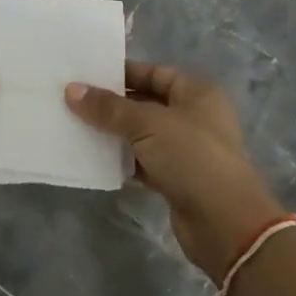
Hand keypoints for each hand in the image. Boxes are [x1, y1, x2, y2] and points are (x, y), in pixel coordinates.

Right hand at [66, 62, 283, 282]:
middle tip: (73, 100)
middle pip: (146, 103)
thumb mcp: (146, 124)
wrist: (225, 223)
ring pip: (142, 134)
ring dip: (114, 133)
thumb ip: (108, 108)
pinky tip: (94, 158)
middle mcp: (194, 117)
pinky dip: (122, 160)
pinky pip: (143, 161)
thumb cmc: (191, 157)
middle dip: (112, 104)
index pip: (154, 72)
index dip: (122, 73)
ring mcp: (187, 150)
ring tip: (76, 126)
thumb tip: (71, 89)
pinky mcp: (177, 179)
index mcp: (196, 93)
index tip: (86, 74)